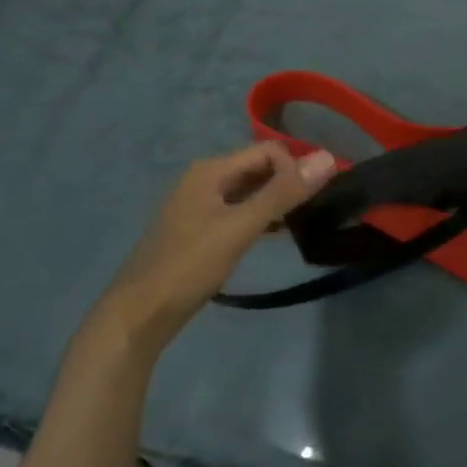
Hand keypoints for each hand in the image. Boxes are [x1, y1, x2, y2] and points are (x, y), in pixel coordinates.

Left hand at [100, 143, 336, 350]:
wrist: (138, 315)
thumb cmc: (189, 265)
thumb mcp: (240, 227)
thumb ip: (283, 193)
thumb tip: (328, 158)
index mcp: (211, 170)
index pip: (268, 150)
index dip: (295, 168)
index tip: (315, 198)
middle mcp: (204, 180)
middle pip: (258, 168)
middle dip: (288, 182)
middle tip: (316, 208)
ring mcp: (199, 206)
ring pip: (249, 191)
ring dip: (276, 201)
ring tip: (303, 222)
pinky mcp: (199, 230)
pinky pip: (238, 211)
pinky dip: (260, 218)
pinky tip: (276, 235)